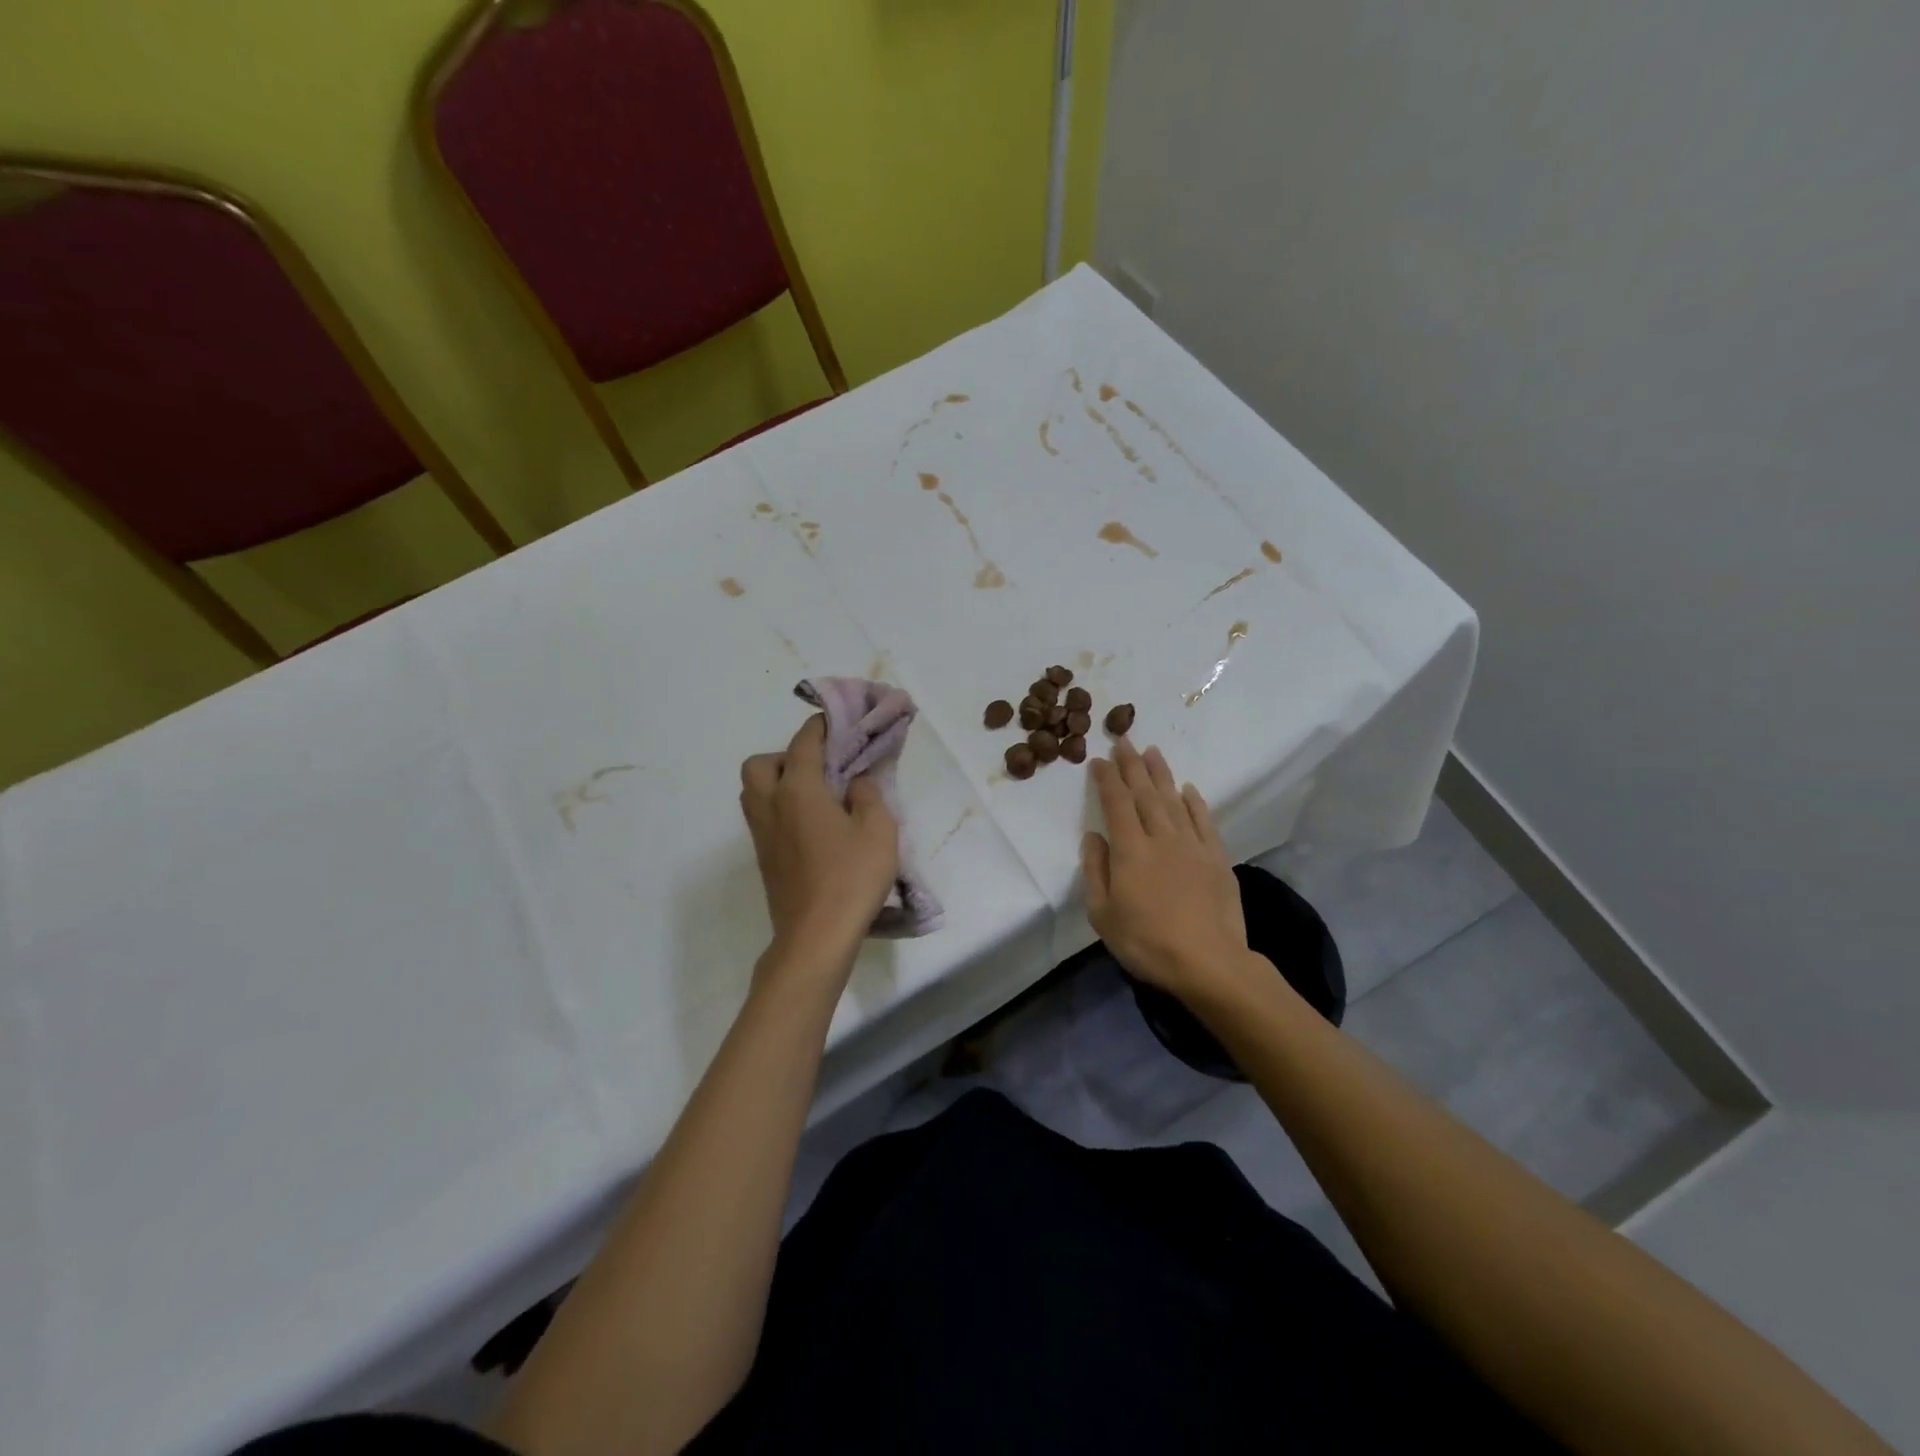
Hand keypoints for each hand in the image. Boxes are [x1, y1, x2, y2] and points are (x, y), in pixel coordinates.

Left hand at [740, 715, 898, 967]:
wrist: (815, 938)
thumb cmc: (851, 878)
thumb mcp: (878, 830)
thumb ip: (868, 795)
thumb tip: (855, 783)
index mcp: (797, 791)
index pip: (804, 743)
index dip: (819, 726)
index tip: (835, 720)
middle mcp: (771, 806)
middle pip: (760, 764)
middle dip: (786, 756)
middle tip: (819, 769)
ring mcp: (762, 835)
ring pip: (755, 791)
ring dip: (778, 782)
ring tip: (816, 796)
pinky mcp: (764, 859)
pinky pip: (763, 817)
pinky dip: (780, 808)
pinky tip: (811, 826)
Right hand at [1082, 741, 1251, 999]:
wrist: (1209, 962)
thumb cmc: (1146, 942)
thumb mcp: (1103, 914)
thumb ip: (1095, 871)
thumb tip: (1094, 836)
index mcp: (1130, 849)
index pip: (1116, 803)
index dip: (1107, 779)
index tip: (1099, 759)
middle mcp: (1161, 837)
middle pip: (1144, 793)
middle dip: (1132, 765)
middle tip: (1124, 739)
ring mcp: (1192, 845)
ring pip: (1174, 800)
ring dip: (1161, 774)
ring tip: (1153, 751)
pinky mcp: (1217, 858)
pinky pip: (1204, 821)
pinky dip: (1195, 802)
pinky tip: (1188, 789)